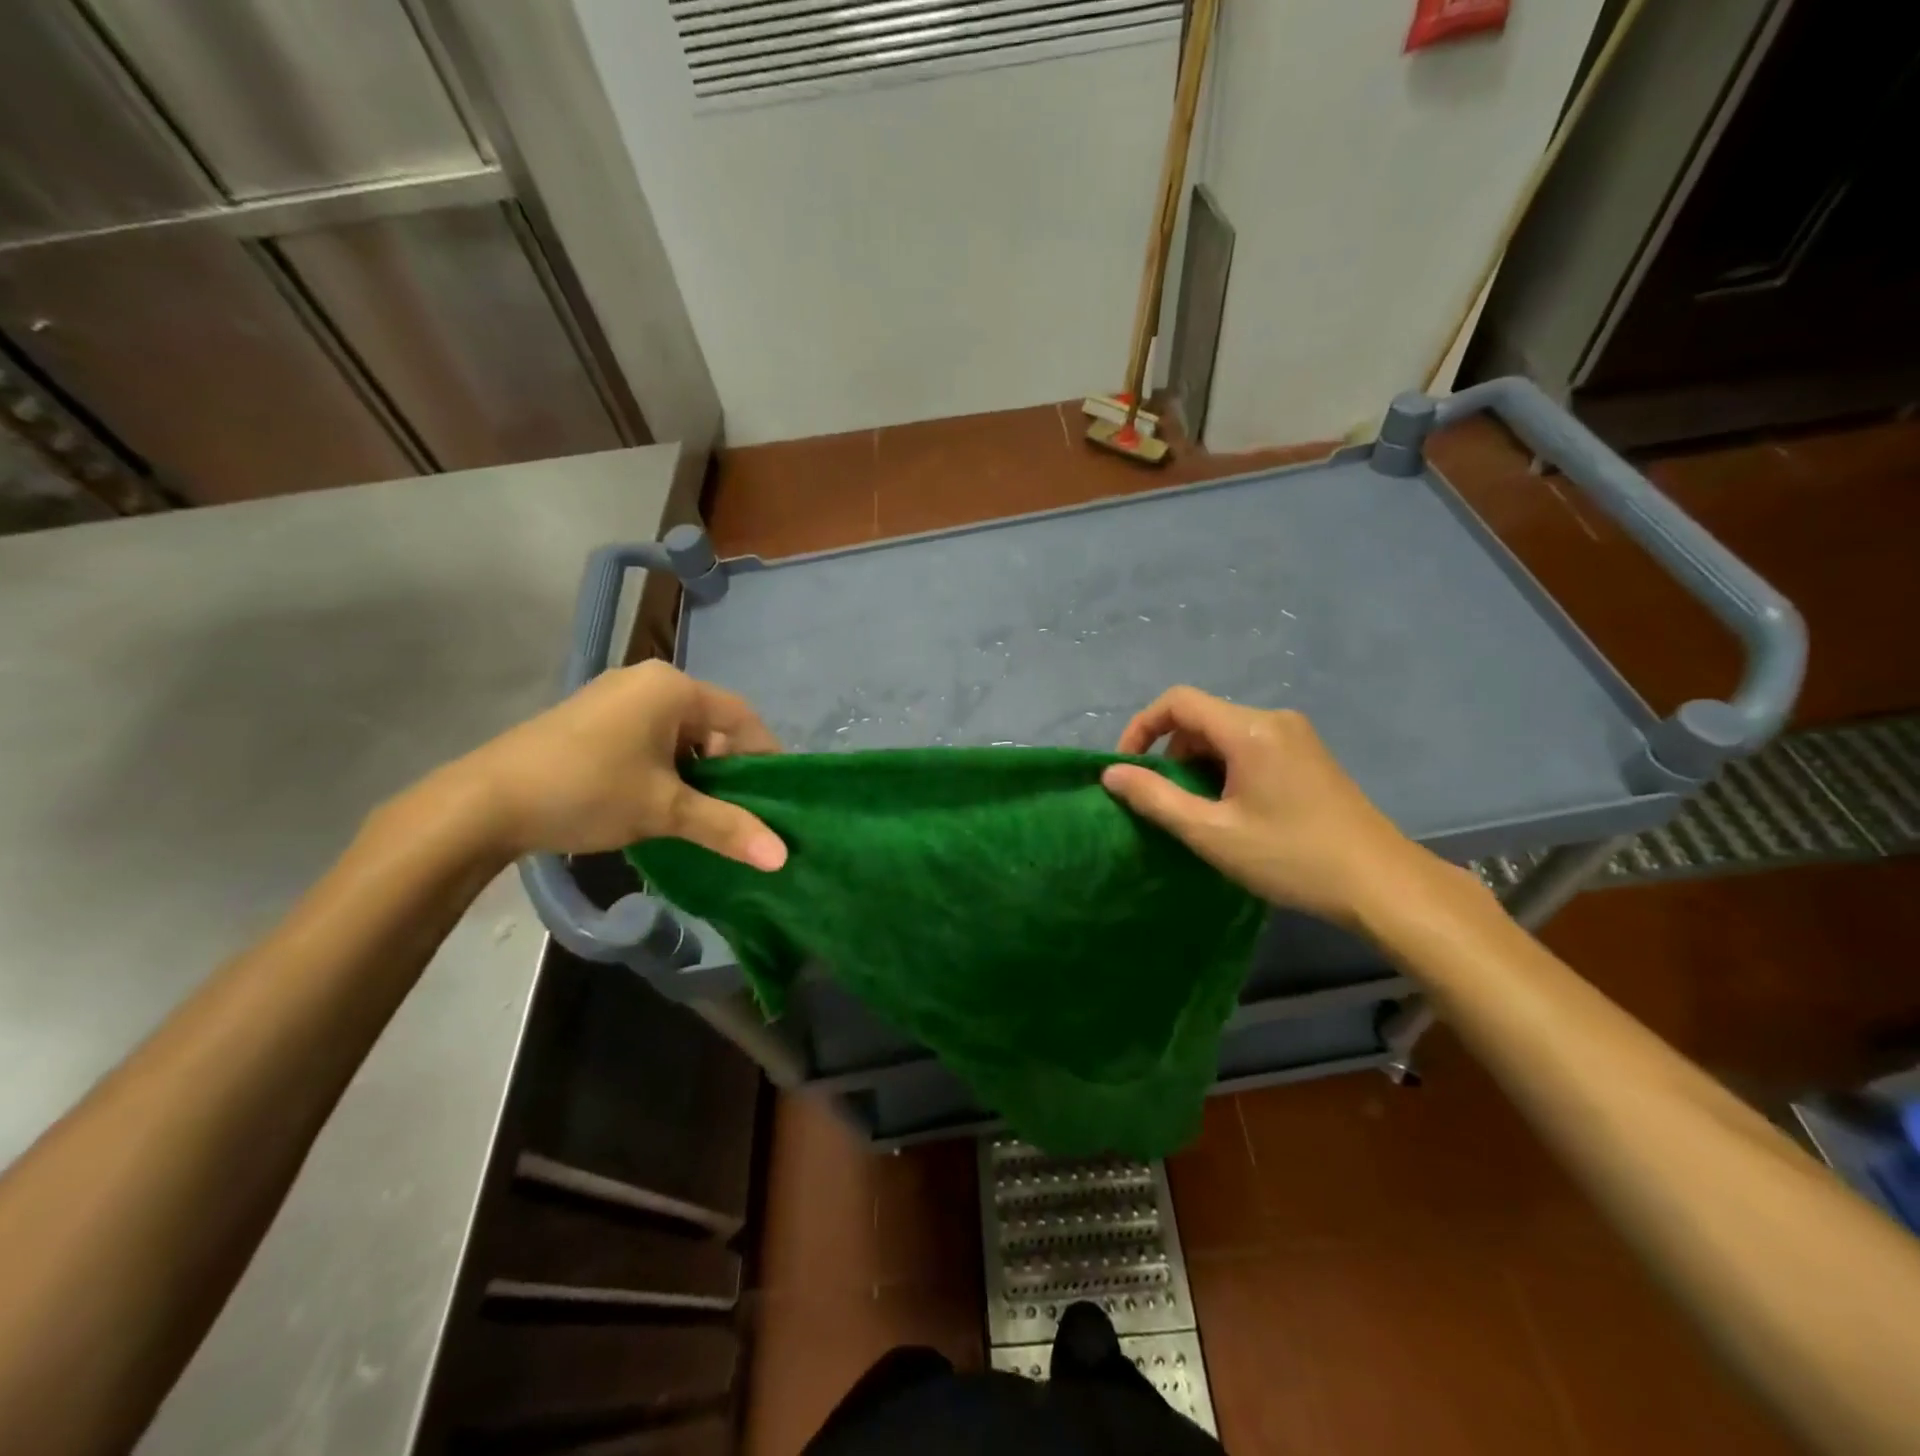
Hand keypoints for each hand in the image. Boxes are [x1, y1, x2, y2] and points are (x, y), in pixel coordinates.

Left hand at [451, 661, 787, 866]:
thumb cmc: (587, 791)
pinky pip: (650, 739)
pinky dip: (666, 769)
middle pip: (711, 724)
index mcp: (672, 687)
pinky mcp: (594, 719)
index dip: (765, 757)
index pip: (742, 717)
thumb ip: (727, 827)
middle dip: (728, 770)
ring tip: (702, 815)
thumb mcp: (664, 810)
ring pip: (680, 735)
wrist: (482, 803)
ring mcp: (616, 698)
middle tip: (739, 813)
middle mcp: (648, 681)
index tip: (776, 799)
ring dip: (697, 773)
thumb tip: (782, 858)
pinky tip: (661, 803)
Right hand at [1102, 687, 1468, 927]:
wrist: (1381, 883)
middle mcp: (1274, 719)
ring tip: (1199, 813)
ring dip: (1198, 765)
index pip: (1177, 702)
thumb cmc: (1291, 857)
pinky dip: (1225, 769)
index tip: (1126, 768)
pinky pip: (1250, 746)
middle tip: (1166, 803)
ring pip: (1225, 734)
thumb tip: (1112, 774)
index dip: (1141, 727)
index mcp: (1250, 729)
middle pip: (1201, 718)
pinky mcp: (1308, 755)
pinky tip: (1234, 811)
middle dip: (1171, 754)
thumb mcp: (1211, 833)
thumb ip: (1155, 799)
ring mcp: (1296, 736)